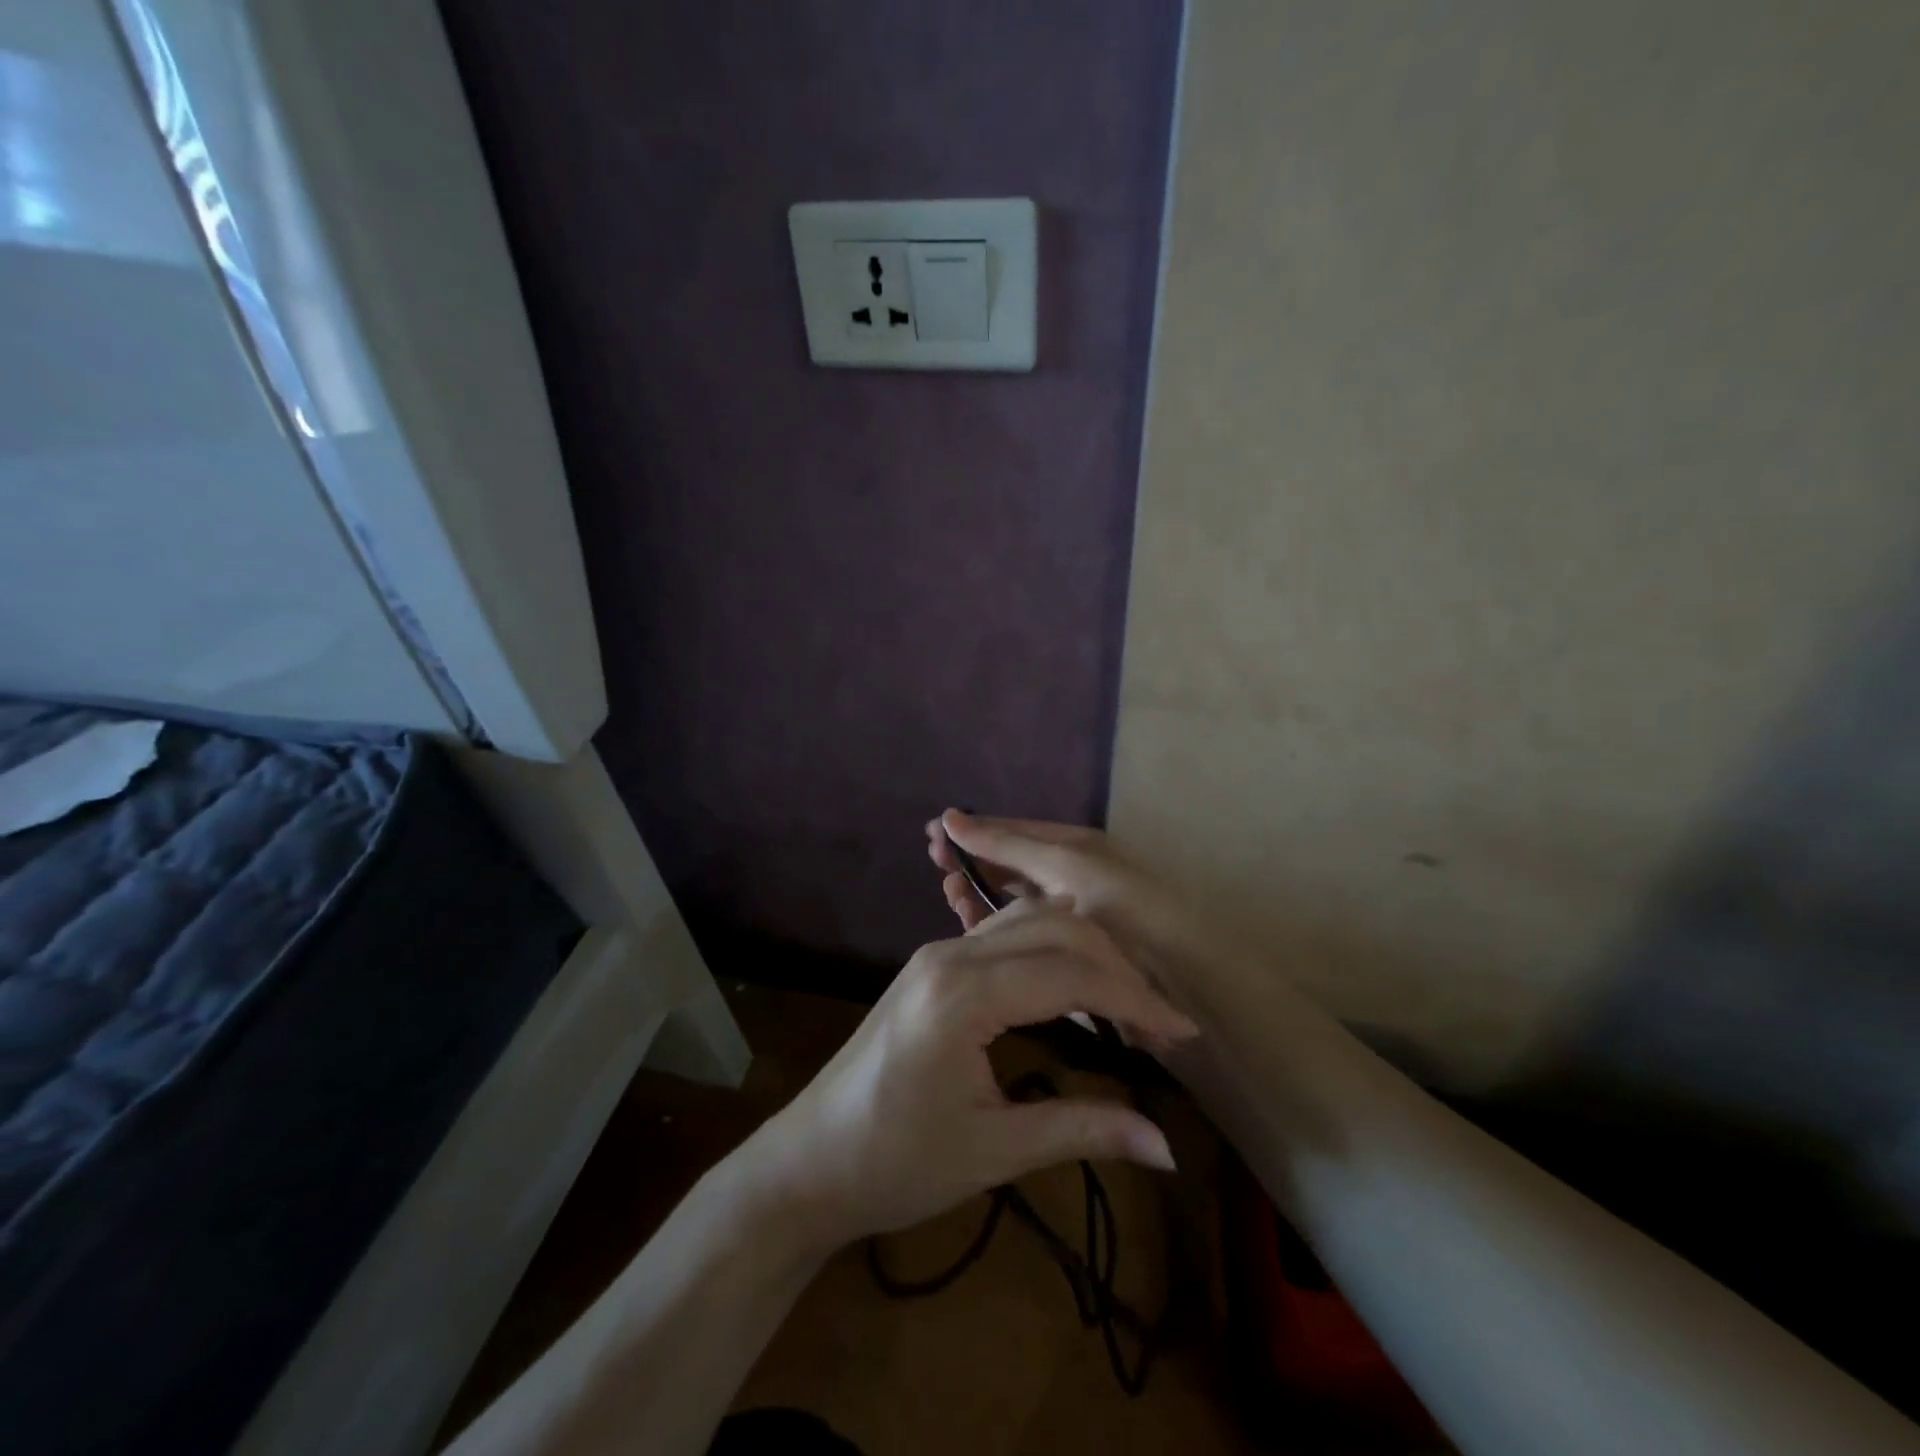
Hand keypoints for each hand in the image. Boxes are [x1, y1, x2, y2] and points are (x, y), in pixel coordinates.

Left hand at [732, 902, 1196, 1255]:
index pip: (1070, 973)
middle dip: (1115, 967)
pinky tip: (1074, 983)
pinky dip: (1051, 950)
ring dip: (1084, 951)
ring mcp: (937, 952)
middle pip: (1054, 929)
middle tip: (1160, 1022)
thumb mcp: (993, 1152)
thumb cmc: (894, 1163)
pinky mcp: (932, 964)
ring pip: (1029, 921)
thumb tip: (1167, 1149)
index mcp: (962, 992)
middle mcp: (950, 953)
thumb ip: (1082, 1131)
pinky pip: (1004, 935)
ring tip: (1127, 1000)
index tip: (1184, 1033)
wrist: (808, 1162)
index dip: (1134, 999)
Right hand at [925, 809, 1212, 997]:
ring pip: (1007, 897)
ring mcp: (1061, 917)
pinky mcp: (1060, 954)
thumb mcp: (1066, 866)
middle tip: (932, 857)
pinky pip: (1016, 931)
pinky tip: (969, 919)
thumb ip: (1008, 845)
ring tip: (947, 886)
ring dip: (977, 890)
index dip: (976, 829)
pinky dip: (992, 924)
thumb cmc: (1129, 910)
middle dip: (972, 857)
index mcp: (1072, 849)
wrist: (1186, 982)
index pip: (1014, 831)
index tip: (934, 831)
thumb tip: (951, 816)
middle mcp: (1064, 877)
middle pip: (1007, 862)